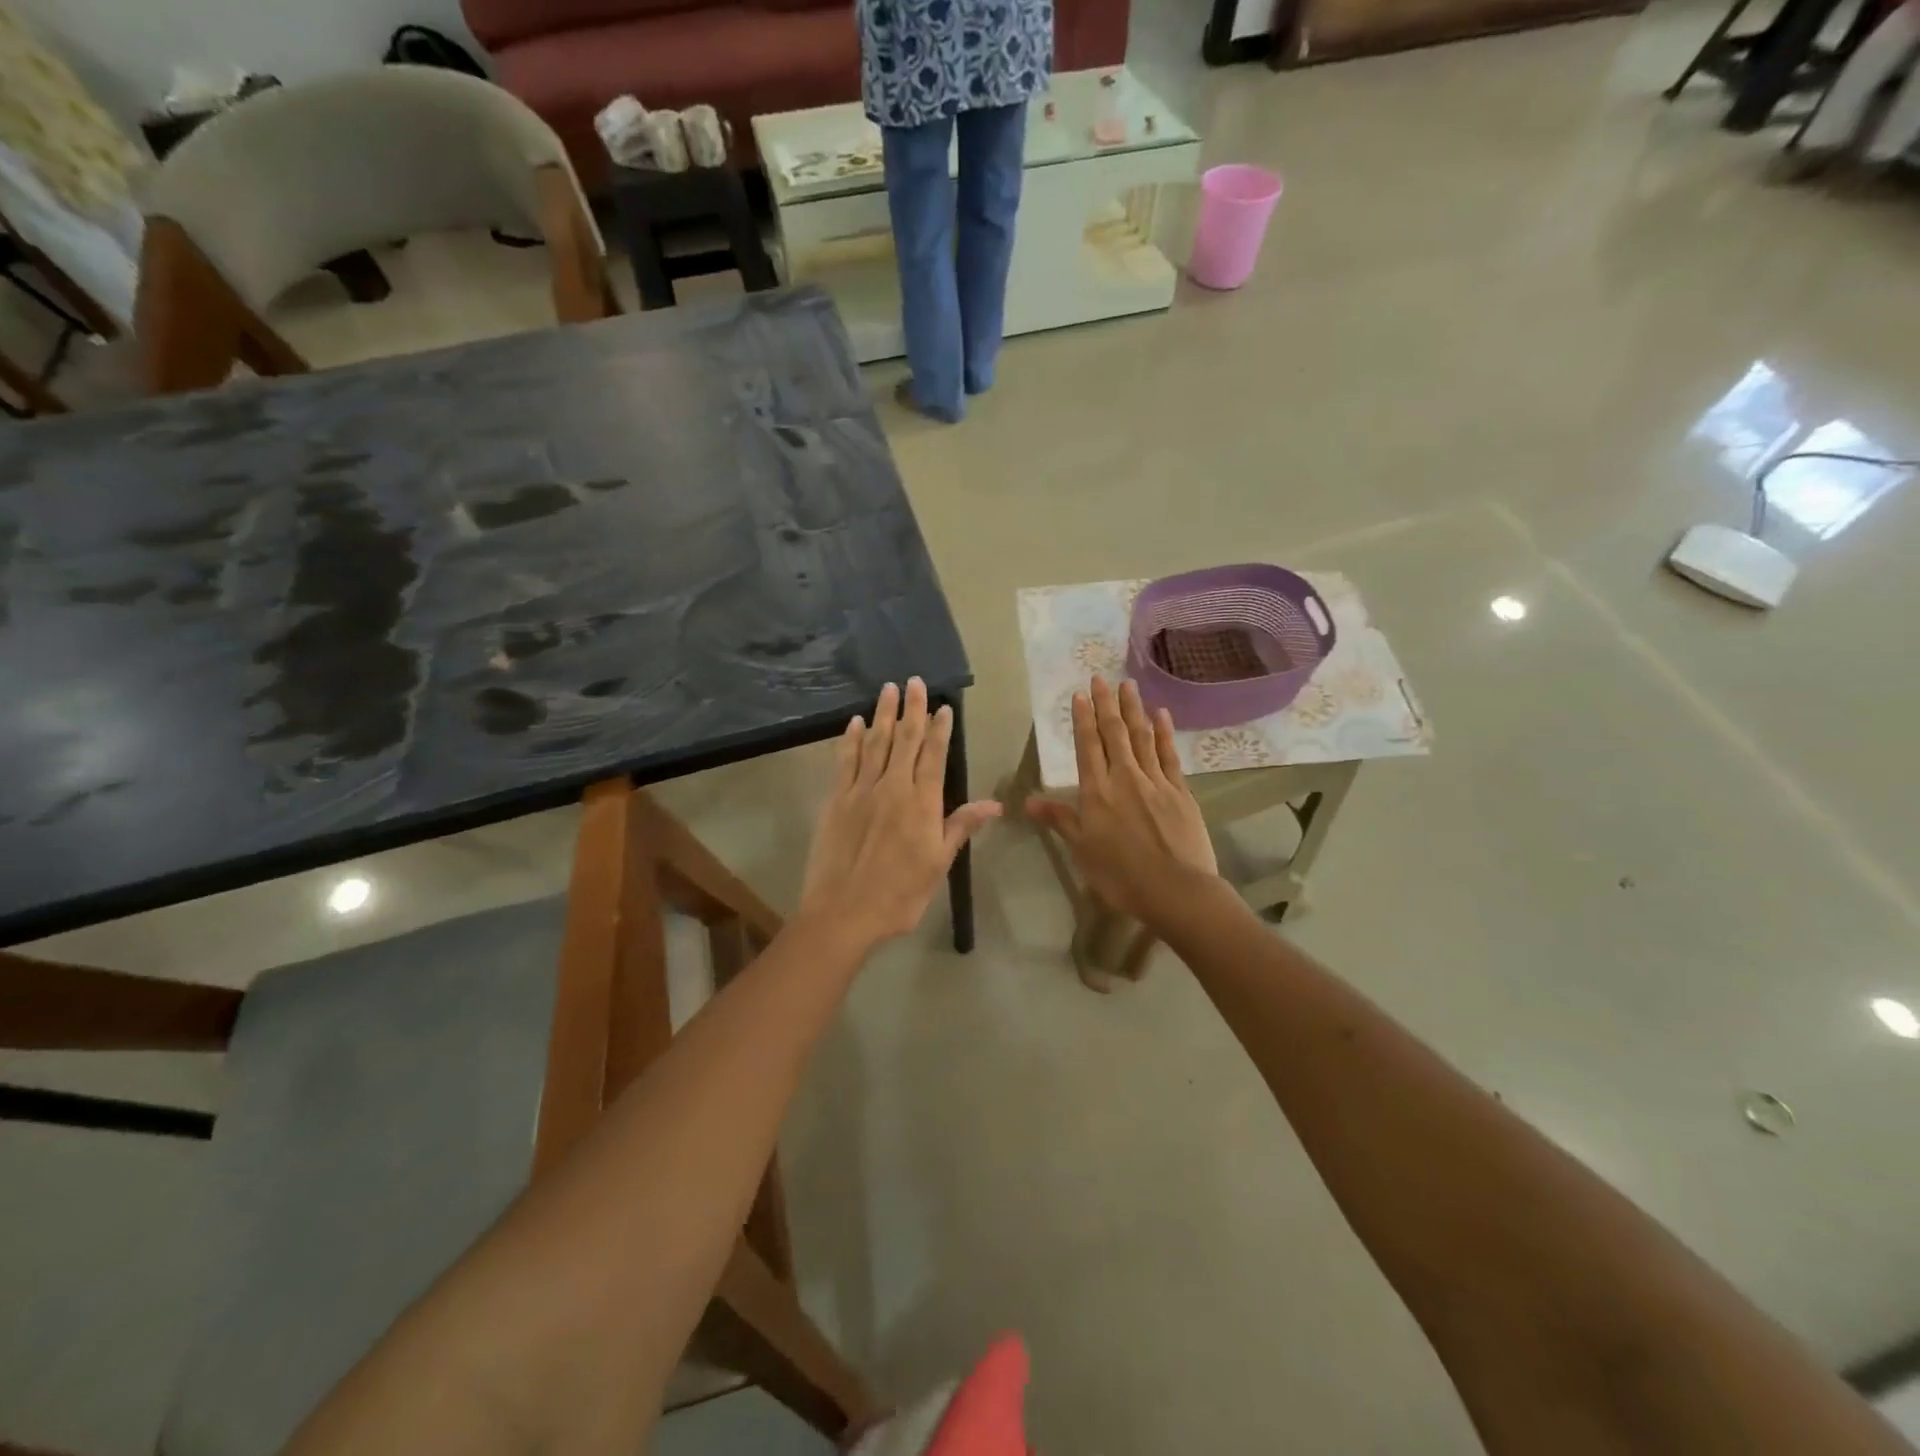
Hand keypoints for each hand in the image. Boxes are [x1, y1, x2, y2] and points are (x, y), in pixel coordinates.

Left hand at [799, 678, 1001, 947]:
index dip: (939, 729)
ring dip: (883, 714)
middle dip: (911, 709)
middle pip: (904, 740)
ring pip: (875, 743)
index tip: (942, 706)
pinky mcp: (835, 800)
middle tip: (914, 680)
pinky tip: (855, 722)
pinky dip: (851, 739)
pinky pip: (845, 761)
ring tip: (888, 689)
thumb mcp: (938, 865)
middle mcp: (892, 788)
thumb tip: (994, 804)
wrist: (843, 913)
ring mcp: (860, 791)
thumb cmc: (899, 895)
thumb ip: (961, 827)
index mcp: (922, 804)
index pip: (934, 756)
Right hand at [1028, 677, 1220, 927]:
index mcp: (1098, 792)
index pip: (1088, 746)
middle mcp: (1125, 778)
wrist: (1175, 889)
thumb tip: (1028, 801)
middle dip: (1106, 705)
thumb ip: (1059, 820)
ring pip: (1141, 737)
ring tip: (1128, 685)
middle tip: (1101, 678)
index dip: (1083, 719)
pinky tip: (1161, 714)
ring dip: (1133, 710)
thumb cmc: (1120, 875)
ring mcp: (1156, 781)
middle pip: (1114, 734)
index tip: (1080, 695)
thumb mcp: (1082, 850)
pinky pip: (1169, 754)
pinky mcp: (1180, 791)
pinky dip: (1164, 733)